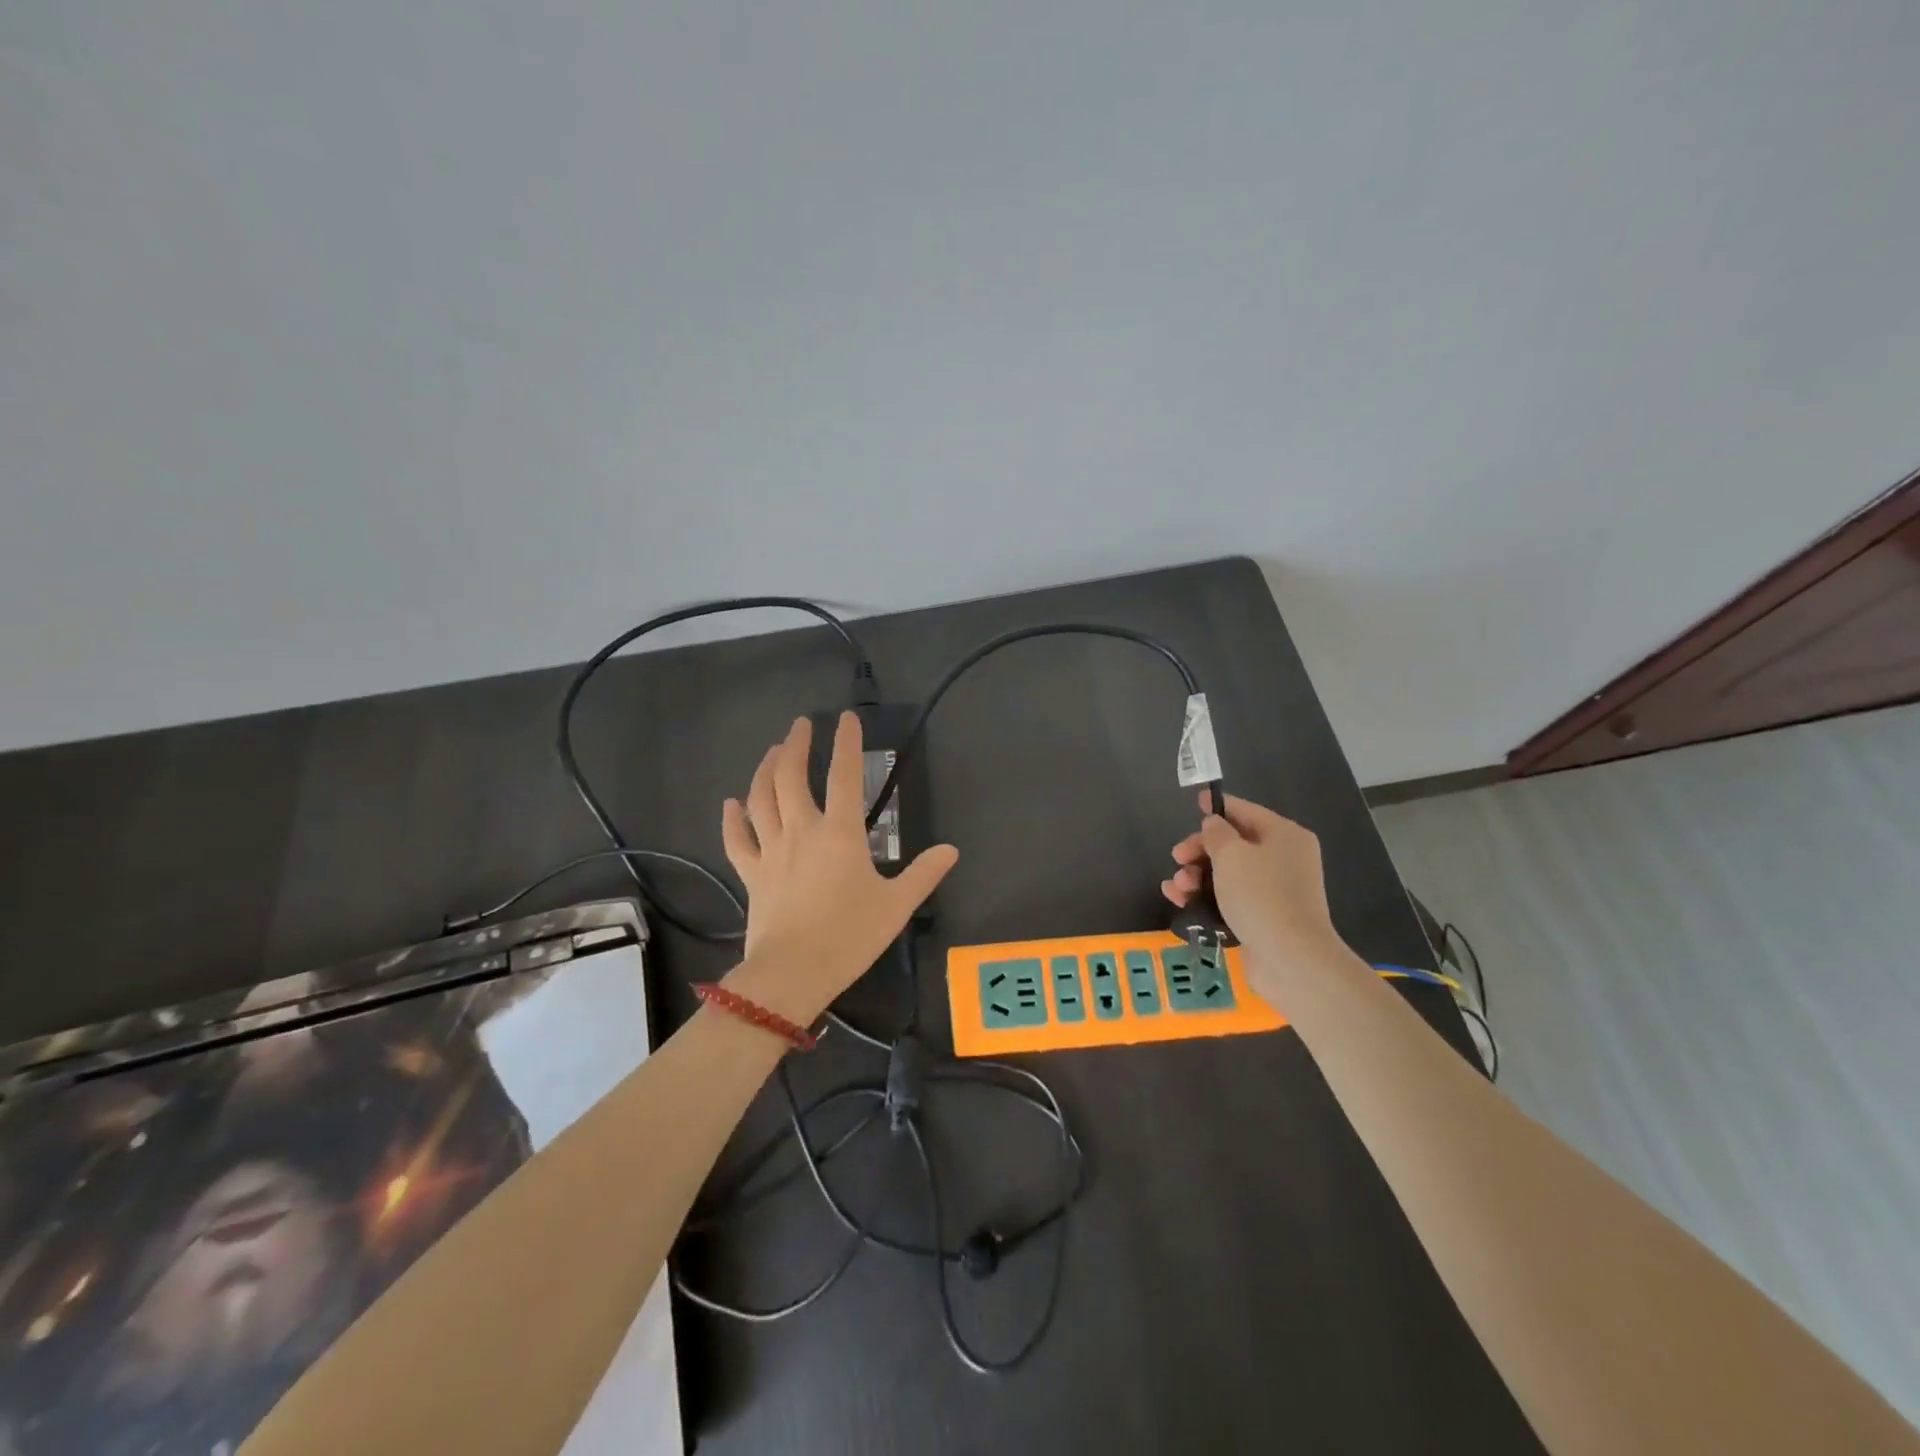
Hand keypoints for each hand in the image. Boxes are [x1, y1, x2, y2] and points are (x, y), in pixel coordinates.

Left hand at [719, 713, 958, 1024]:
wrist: (794, 973)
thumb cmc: (849, 936)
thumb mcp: (896, 905)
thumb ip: (924, 873)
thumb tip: (951, 850)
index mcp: (840, 833)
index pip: (845, 776)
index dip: (846, 743)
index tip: (845, 718)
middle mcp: (801, 831)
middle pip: (791, 776)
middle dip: (796, 745)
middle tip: (801, 725)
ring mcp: (771, 851)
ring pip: (761, 798)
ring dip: (765, 769)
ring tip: (773, 751)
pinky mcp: (751, 874)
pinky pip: (737, 840)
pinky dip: (733, 819)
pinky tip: (732, 803)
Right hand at [1161, 791, 1348, 992]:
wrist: (1289, 958)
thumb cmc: (1260, 895)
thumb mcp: (1231, 854)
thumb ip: (1216, 833)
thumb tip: (1214, 826)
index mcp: (1284, 835)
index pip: (1245, 811)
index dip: (1217, 807)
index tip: (1194, 805)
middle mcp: (1283, 859)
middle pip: (1233, 844)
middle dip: (1200, 850)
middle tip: (1177, 858)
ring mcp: (1275, 890)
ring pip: (1227, 873)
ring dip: (1196, 876)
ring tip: (1176, 888)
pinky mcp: (1263, 917)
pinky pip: (1228, 898)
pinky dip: (1205, 897)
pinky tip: (1180, 901)